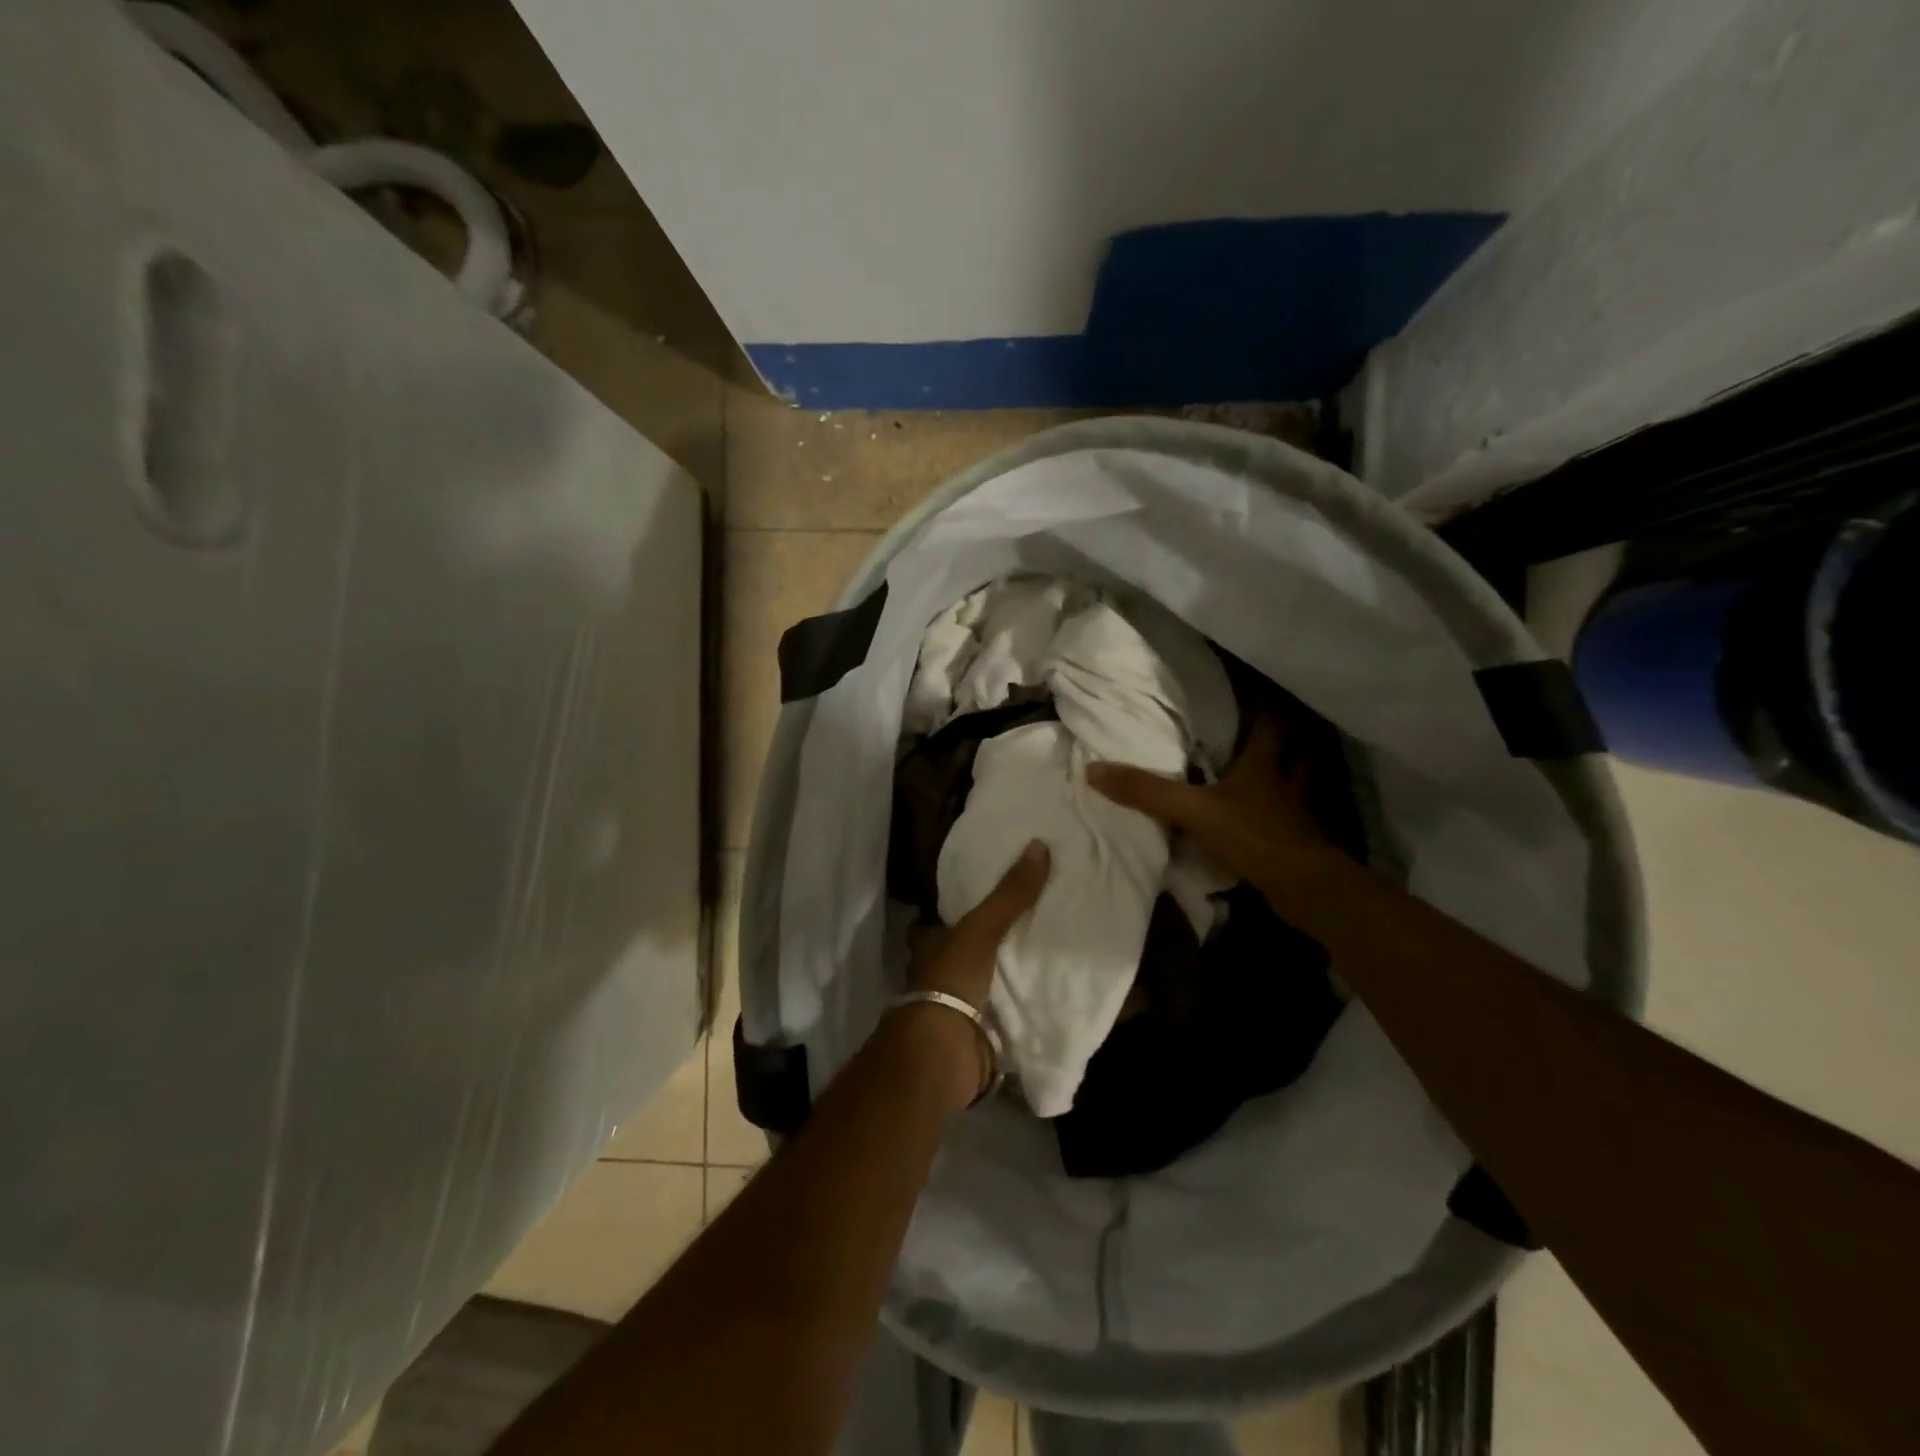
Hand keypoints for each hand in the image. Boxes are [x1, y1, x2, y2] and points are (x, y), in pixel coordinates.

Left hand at [900, 840, 1049, 1106]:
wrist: (944, 1050)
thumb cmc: (951, 979)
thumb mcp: (981, 928)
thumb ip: (1009, 894)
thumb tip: (1039, 845)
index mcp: (928, 947)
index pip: (933, 925)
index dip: (948, 914)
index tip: (975, 901)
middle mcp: (935, 976)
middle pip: (957, 956)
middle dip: (980, 948)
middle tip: (1019, 929)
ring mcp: (953, 1009)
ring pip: (978, 987)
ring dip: (999, 980)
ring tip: (1038, 960)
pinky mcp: (974, 1037)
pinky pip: (998, 1018)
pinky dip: (1014, 1012)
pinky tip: (1041, 1000)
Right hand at [1086, 715, 1334, 900]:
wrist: (1301, 886)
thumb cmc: (1251, 834)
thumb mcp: (1191, 810)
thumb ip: (1147, 791)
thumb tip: (1094, 770)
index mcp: (1263, 766)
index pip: (1269, 727)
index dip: (1261, 711)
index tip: (1249, 700)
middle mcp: (1284, 785)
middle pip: (1292, 754)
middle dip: (1280, 745)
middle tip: (1256, 737)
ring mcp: (1295, 817)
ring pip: (1295, 789)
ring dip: (1284, 783)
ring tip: (1265, 779)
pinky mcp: (1297, 846)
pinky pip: (1288, 824)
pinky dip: (1277, 821)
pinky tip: (1262, 825)